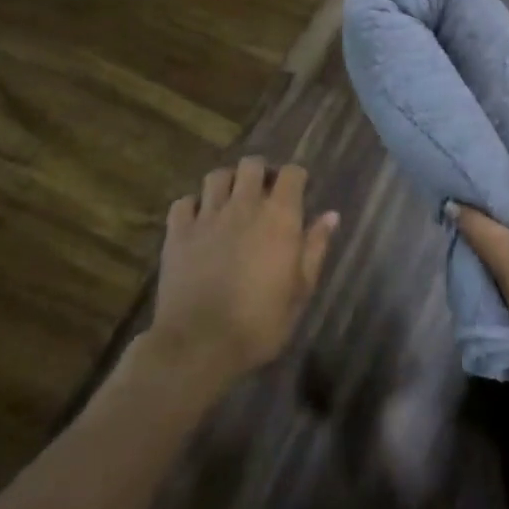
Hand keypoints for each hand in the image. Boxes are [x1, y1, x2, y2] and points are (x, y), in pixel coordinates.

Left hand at [146, 157, 338, 392]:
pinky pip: (183, 202)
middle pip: (252, 165)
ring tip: (231, 200)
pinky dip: (193, 205)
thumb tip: (331, 215)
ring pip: (216, 176)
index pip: (292, 173)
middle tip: (264, 193)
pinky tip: (199, 220)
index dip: (296, 178)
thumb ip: (315, 247)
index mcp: (280, 217)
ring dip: (227, 183)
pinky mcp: (178, 233)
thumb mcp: (301, 290)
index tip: (298, 192)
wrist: (200, 343)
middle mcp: (244, 206)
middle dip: (261, 172)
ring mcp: (207, 216)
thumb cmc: (261, 321)